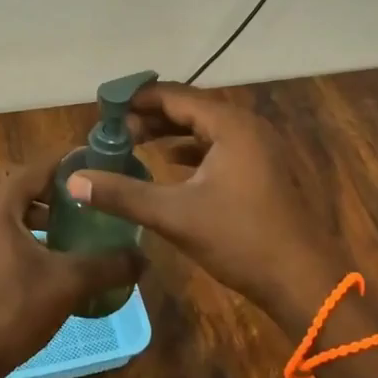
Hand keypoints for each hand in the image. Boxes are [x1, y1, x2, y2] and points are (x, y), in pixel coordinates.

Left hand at [0, 157, 144, 377]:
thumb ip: (108, 264)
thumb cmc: (14, 310)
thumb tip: (144, 257)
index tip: (100, 164)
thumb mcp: (68, 284)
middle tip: (81, 196)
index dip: (69, 164)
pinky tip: (46, 248)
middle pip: (17, 179)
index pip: (37, 167)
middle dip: (49, 184)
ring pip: (4, 201)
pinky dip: (20, 224)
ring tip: (69, 222)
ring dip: (34, 206)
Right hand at [65, 82, 333, 332]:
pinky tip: (172, 164)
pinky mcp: (265, 170)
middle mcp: (248, 127)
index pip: (175, 96)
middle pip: (191, 108)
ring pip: (207, 129)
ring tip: (135, 143)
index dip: (137, 99)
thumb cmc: (241, 239)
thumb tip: (73, 180)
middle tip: (115, 130)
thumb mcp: (175, 216)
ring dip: (171, 133)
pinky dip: (193, 150)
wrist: (304, 280)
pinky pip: (221, 146)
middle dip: (151, 116)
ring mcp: (261, 148)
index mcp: (230, 125)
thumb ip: (122, 194)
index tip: (105, 108)